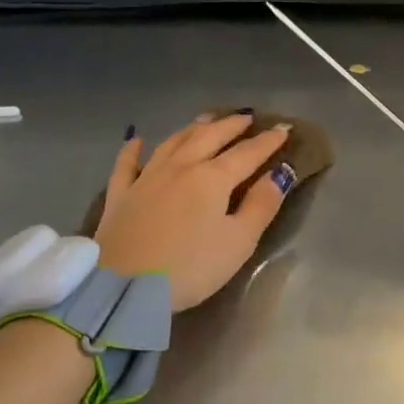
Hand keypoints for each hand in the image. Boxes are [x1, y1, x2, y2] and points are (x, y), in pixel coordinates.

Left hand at [94, 112, 295, 310]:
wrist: (124, 287)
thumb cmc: (190, 268)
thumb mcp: (238, 242)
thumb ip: (261, 206)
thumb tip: (279, 173)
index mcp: (212, 178)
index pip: (247, 153)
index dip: (267, 141)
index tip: (284, 129)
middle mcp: (180, 167)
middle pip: (209, 137)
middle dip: (231, 125)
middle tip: (246, 117)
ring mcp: (146, 178)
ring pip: (172, 142)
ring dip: (192, 128)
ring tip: (206, 119)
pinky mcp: (120, 195)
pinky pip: (126, 165)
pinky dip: (133, 150)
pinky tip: (137, 140)